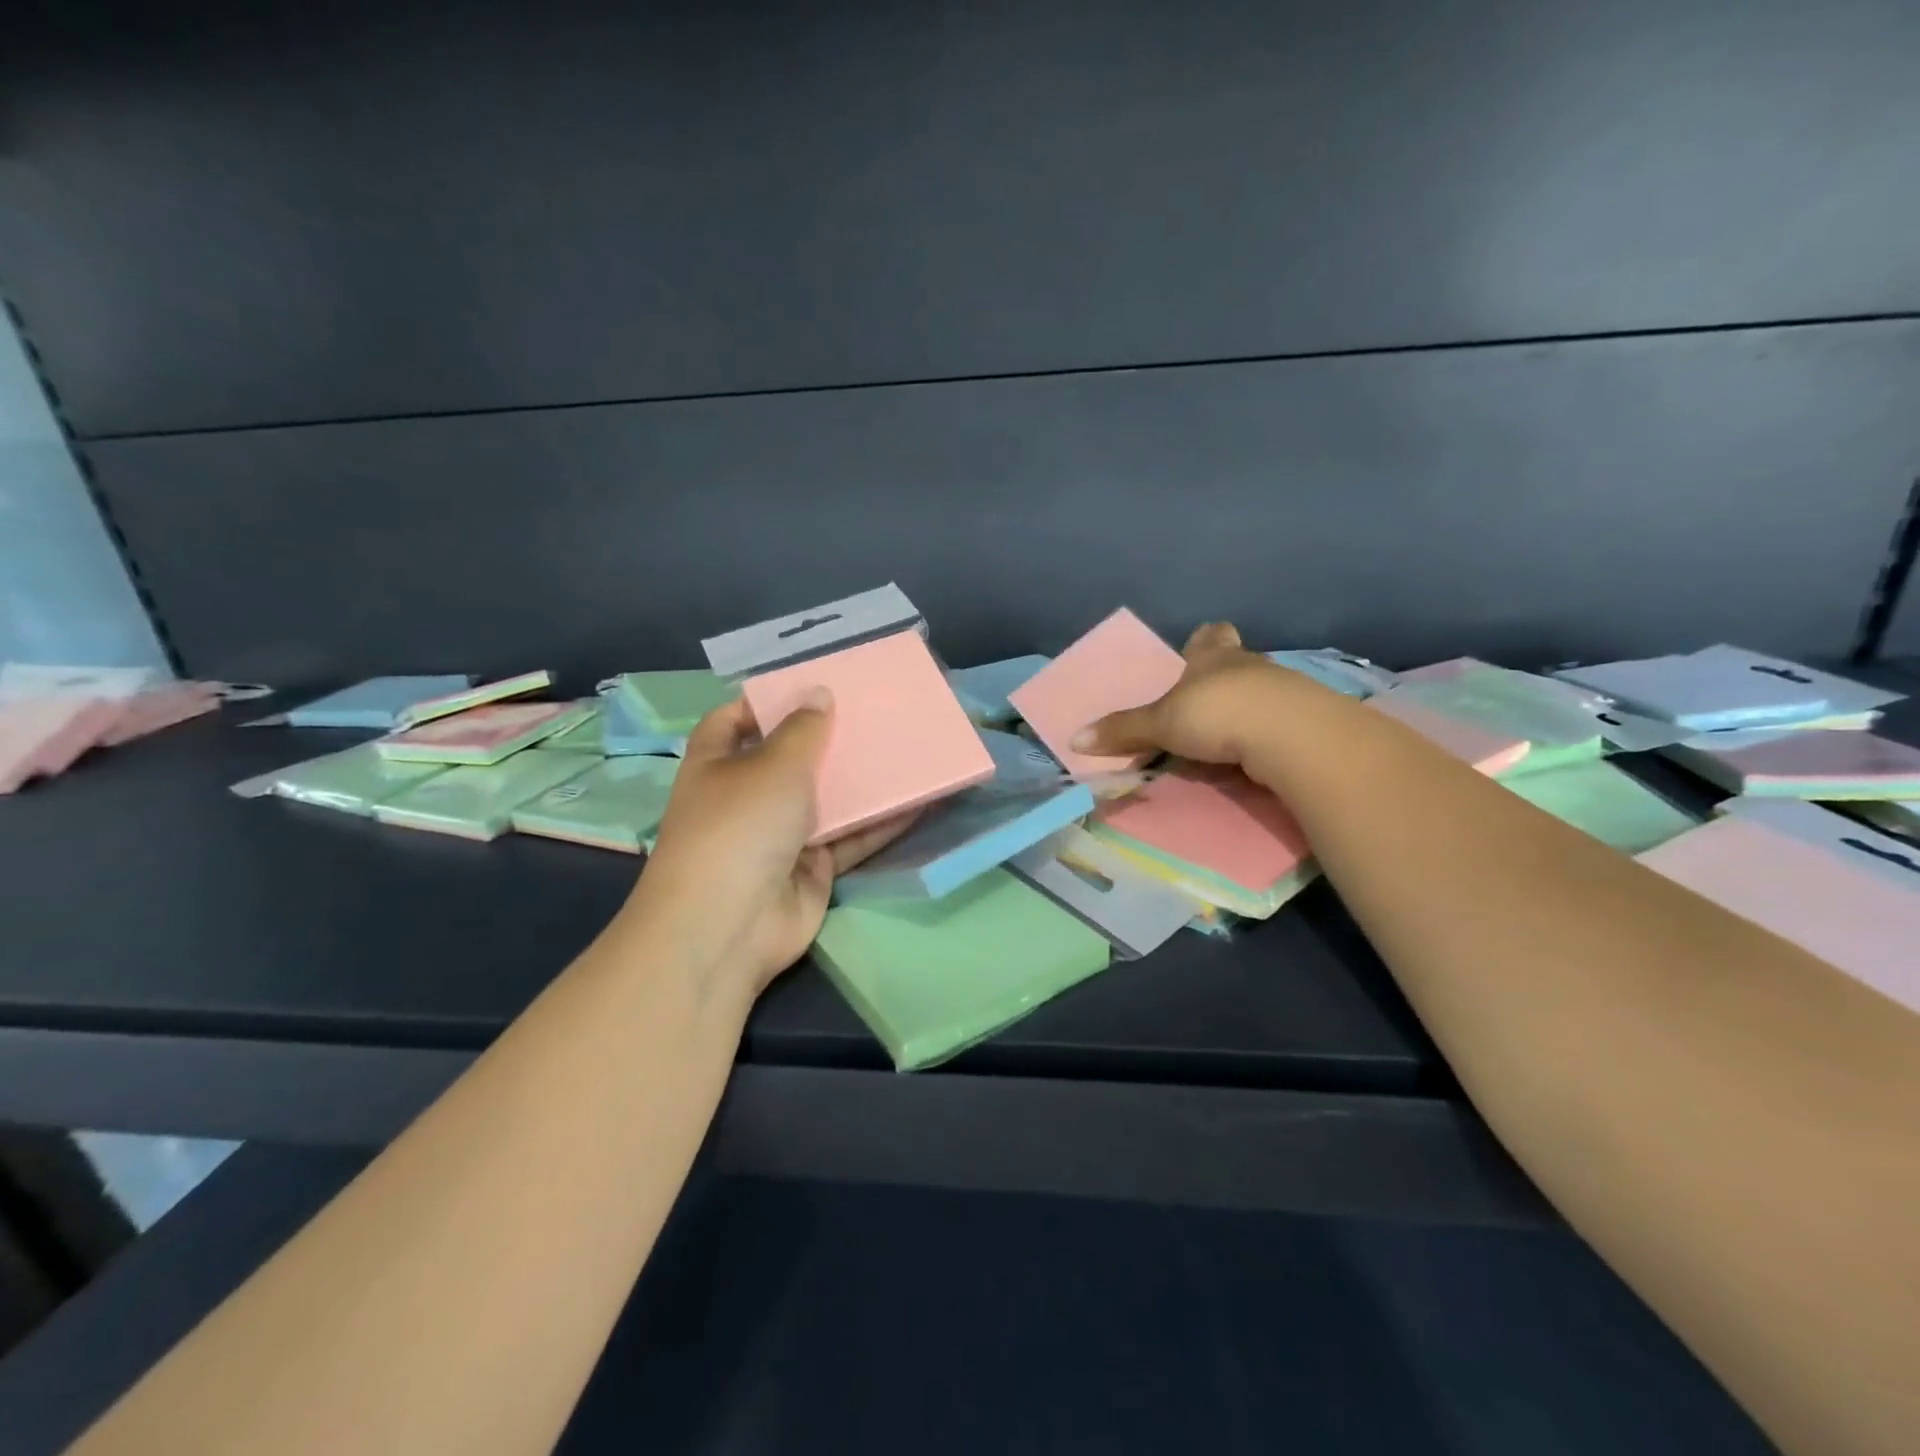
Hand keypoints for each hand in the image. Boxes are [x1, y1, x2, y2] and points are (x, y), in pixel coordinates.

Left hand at [628, 692, 913, 1003]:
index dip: (766, 702)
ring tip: (905, 747)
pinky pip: (849, 838)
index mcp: (717, 763)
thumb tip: (819, 694)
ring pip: (825, 799)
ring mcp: (779, 835)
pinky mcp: (811, 868)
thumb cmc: (740, 825)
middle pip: (788, 758)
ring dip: (859, 780)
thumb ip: (803, 729)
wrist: (731, 925)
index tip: (812, 686)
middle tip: (874, 712)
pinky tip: (918, 800)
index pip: (734, 720)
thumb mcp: (774, 765)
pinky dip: (879, 822)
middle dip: (827, 738)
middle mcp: (745, 796)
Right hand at [1072, 622, 1295, 769]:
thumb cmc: (1217, 712)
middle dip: (1222, 679)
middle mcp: (1250, 664)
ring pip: (1260, 692)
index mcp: (1213, 656)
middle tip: (1204, 704)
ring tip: (1227, 739)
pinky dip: (1266, 735)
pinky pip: (1279, 722)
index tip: (1195, 652)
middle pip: (1237, 661)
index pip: (1210, 634)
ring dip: (1245, 710)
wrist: (1290, 733)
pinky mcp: (1306, 720)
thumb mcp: (1160, 723)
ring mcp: (1283, 690)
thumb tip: (1074, 738)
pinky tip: (1255, 756)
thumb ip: (1124, 730)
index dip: (1203, 641)